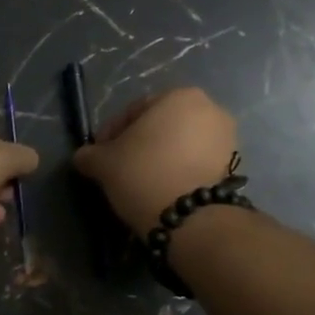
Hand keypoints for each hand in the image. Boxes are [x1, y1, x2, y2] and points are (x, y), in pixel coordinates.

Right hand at [73, 87, 238, 233]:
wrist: (190, 218)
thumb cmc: (143, 175)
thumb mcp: (104, 164)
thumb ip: (90, 155)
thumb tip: (83, 157)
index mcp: (179, 96)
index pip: (134, 111)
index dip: (111, 134)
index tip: (100, 156)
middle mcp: (209, 109)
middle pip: (160, 125)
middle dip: (139, 144)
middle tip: (119, 168)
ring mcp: (226, 138)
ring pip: (180, 144)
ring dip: (160, 157)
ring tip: (141, 181)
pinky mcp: (232, 166)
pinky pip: (196, 161)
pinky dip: (179, 170)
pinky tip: (163, 188)